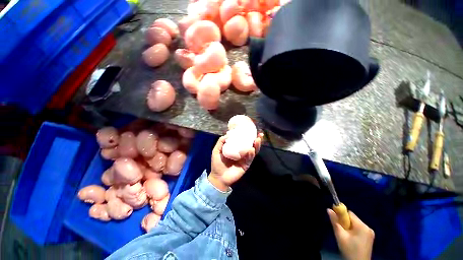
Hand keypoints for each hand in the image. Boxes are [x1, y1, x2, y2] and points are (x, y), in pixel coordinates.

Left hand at [208, 133, 262, 190]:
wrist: (218, 177)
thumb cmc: (217, 163)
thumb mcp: (217, 150)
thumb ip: (221, 142)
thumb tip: (228, 134)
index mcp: (236, 149)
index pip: (243, 141)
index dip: (248, 135)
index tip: (251, 129)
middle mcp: (242, 153)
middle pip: (251, 145)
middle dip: (256, 139)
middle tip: (259, 134)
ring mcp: (244, 159)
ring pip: (253, 151)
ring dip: (256, 145)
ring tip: (257, 139)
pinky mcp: (246, 165)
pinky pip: (250, 159)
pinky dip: (251, 154)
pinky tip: (252, 149)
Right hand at [327, 209, 374, 259]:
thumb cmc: (349, 250)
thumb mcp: (340, 235)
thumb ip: (335, 221)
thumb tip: (328, 209)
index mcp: (362, 226)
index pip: (349, 213)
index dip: (341, 215)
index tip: (336, 221)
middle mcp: (368, 227)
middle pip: (352, 219)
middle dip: (345, 223)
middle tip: (341, 232)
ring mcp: (370, 233)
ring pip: (355, 224)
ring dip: (349, 228)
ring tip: (346, 237)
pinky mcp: (370, 238)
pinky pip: (359, 229)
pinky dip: (353, 232)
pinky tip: (351, 239)